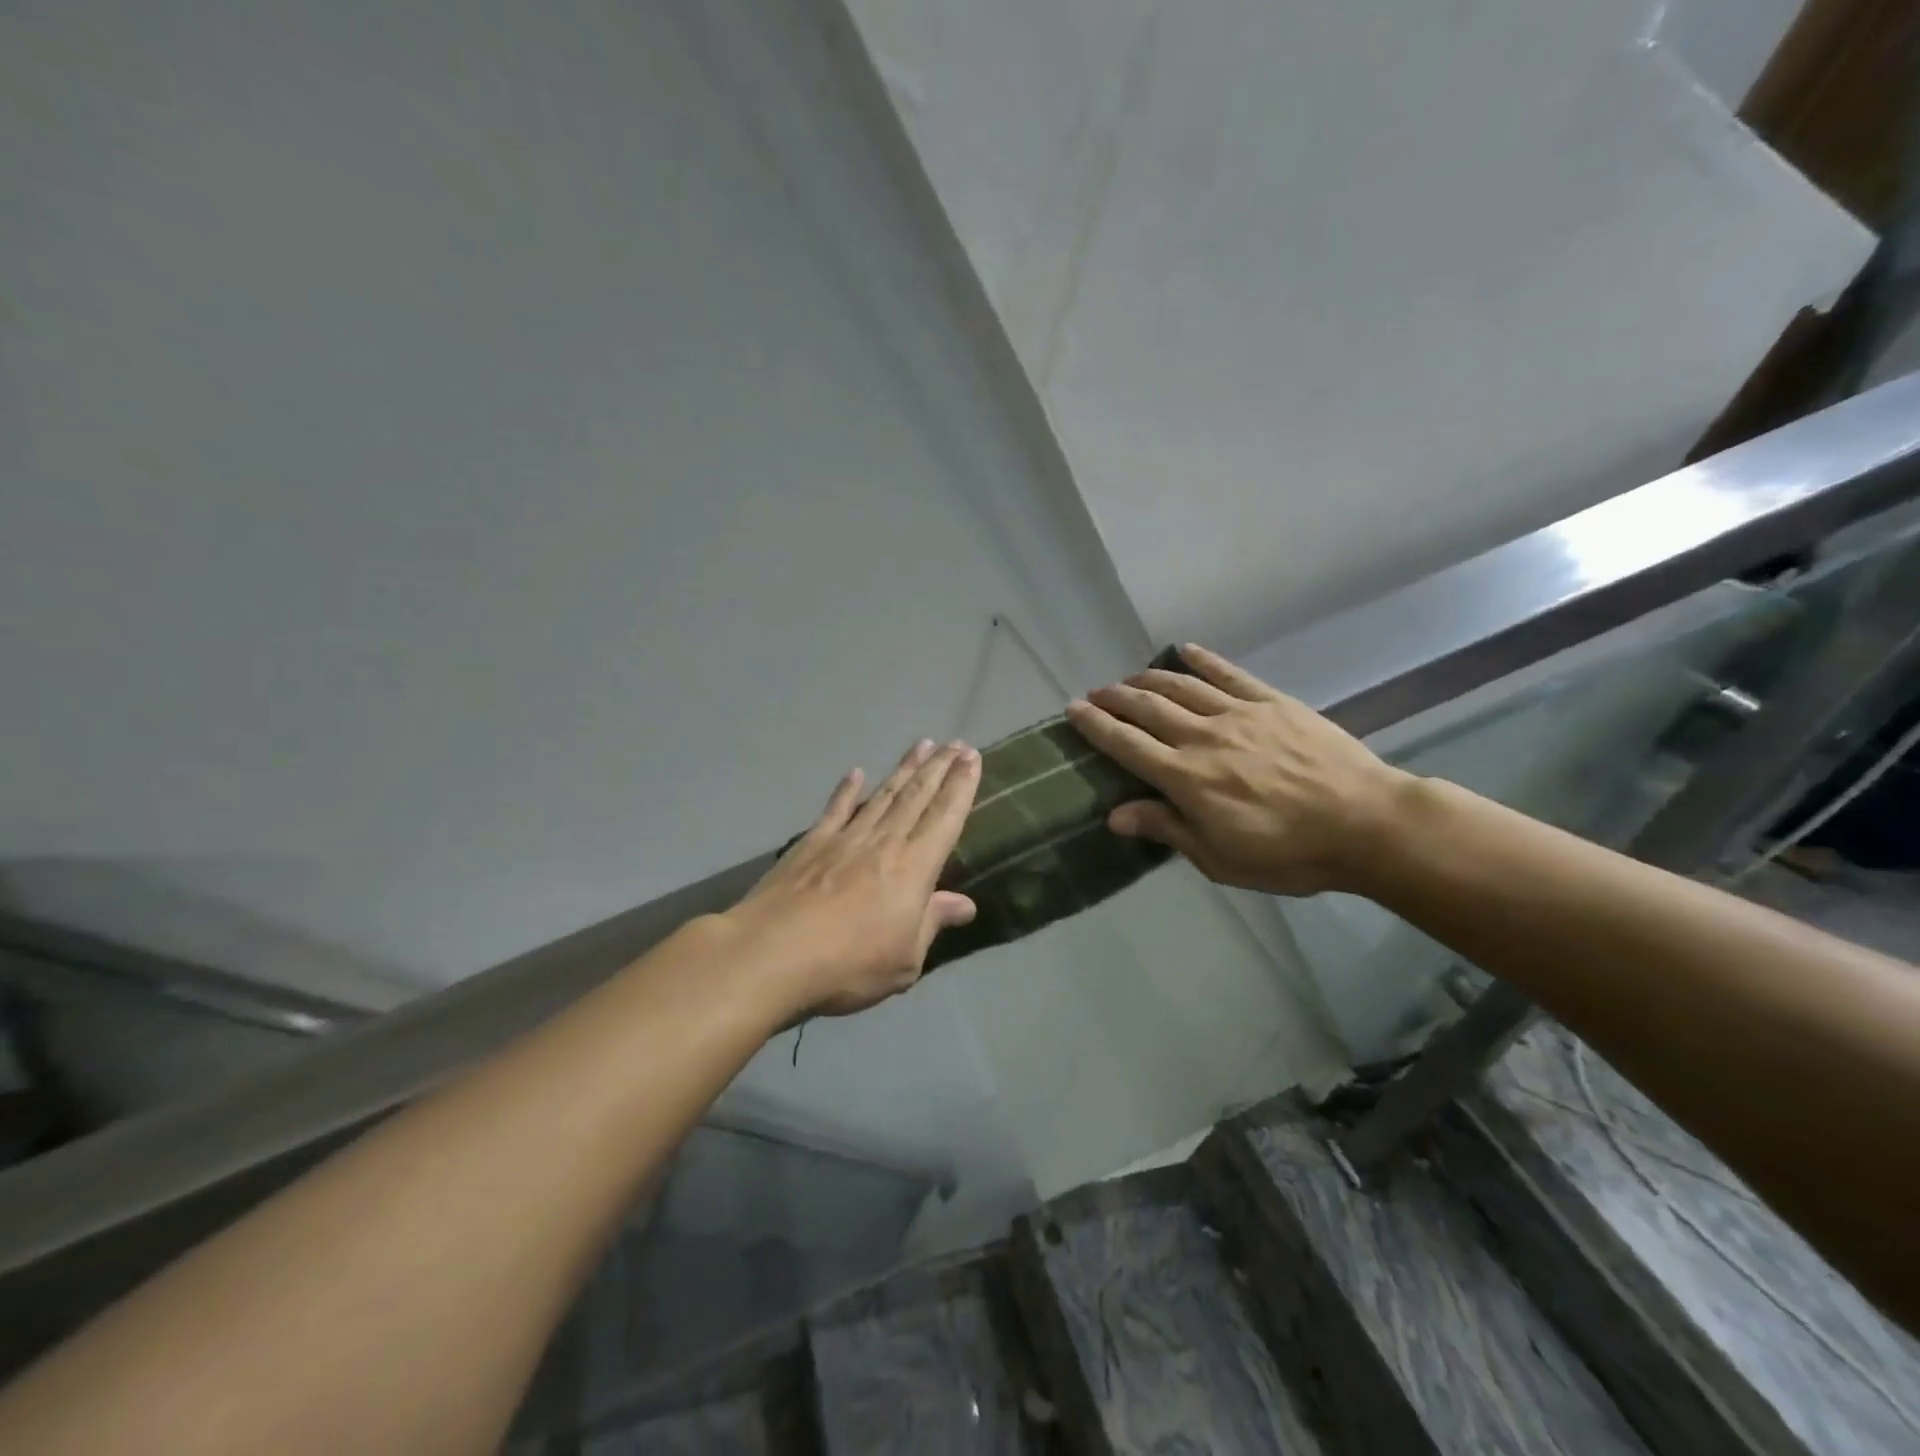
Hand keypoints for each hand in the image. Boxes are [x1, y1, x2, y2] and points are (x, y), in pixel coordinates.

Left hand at [726, 739, 981, 1015]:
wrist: (772, 954)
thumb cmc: (848, 965)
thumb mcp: (905, 959)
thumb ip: (932, 922)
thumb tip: (965, 903)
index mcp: (913, 867)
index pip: (944, 817)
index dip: (961, 786)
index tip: (971, 758)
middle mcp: (883, 842)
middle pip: (916, 796)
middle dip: (939, 768)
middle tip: (956, 743)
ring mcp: (845, 838)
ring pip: (882, 795)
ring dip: (904, 769)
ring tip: (921, 746)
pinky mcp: (811, 843)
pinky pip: (835, 808)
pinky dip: (847, 789)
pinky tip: (856, 772)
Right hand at [1064, 644, 1409, 896]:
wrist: (1365, 823)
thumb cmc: (1289, 853)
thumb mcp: (1220, 858)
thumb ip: (1167, 829)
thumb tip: (1115, 815)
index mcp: (1186, 778)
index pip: (1127, 744)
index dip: (1096, 725)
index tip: (1074, 710)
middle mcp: (1202, 737)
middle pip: (1147, 708)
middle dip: (1115, 698)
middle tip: (1095, 693)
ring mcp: (1238, 714)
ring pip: (1181, 686)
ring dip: (1148, 678)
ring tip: (1129, 678)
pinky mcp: (1271, 702)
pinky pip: (1228, 674)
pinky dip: (1203, 660)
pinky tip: (1185, 650)